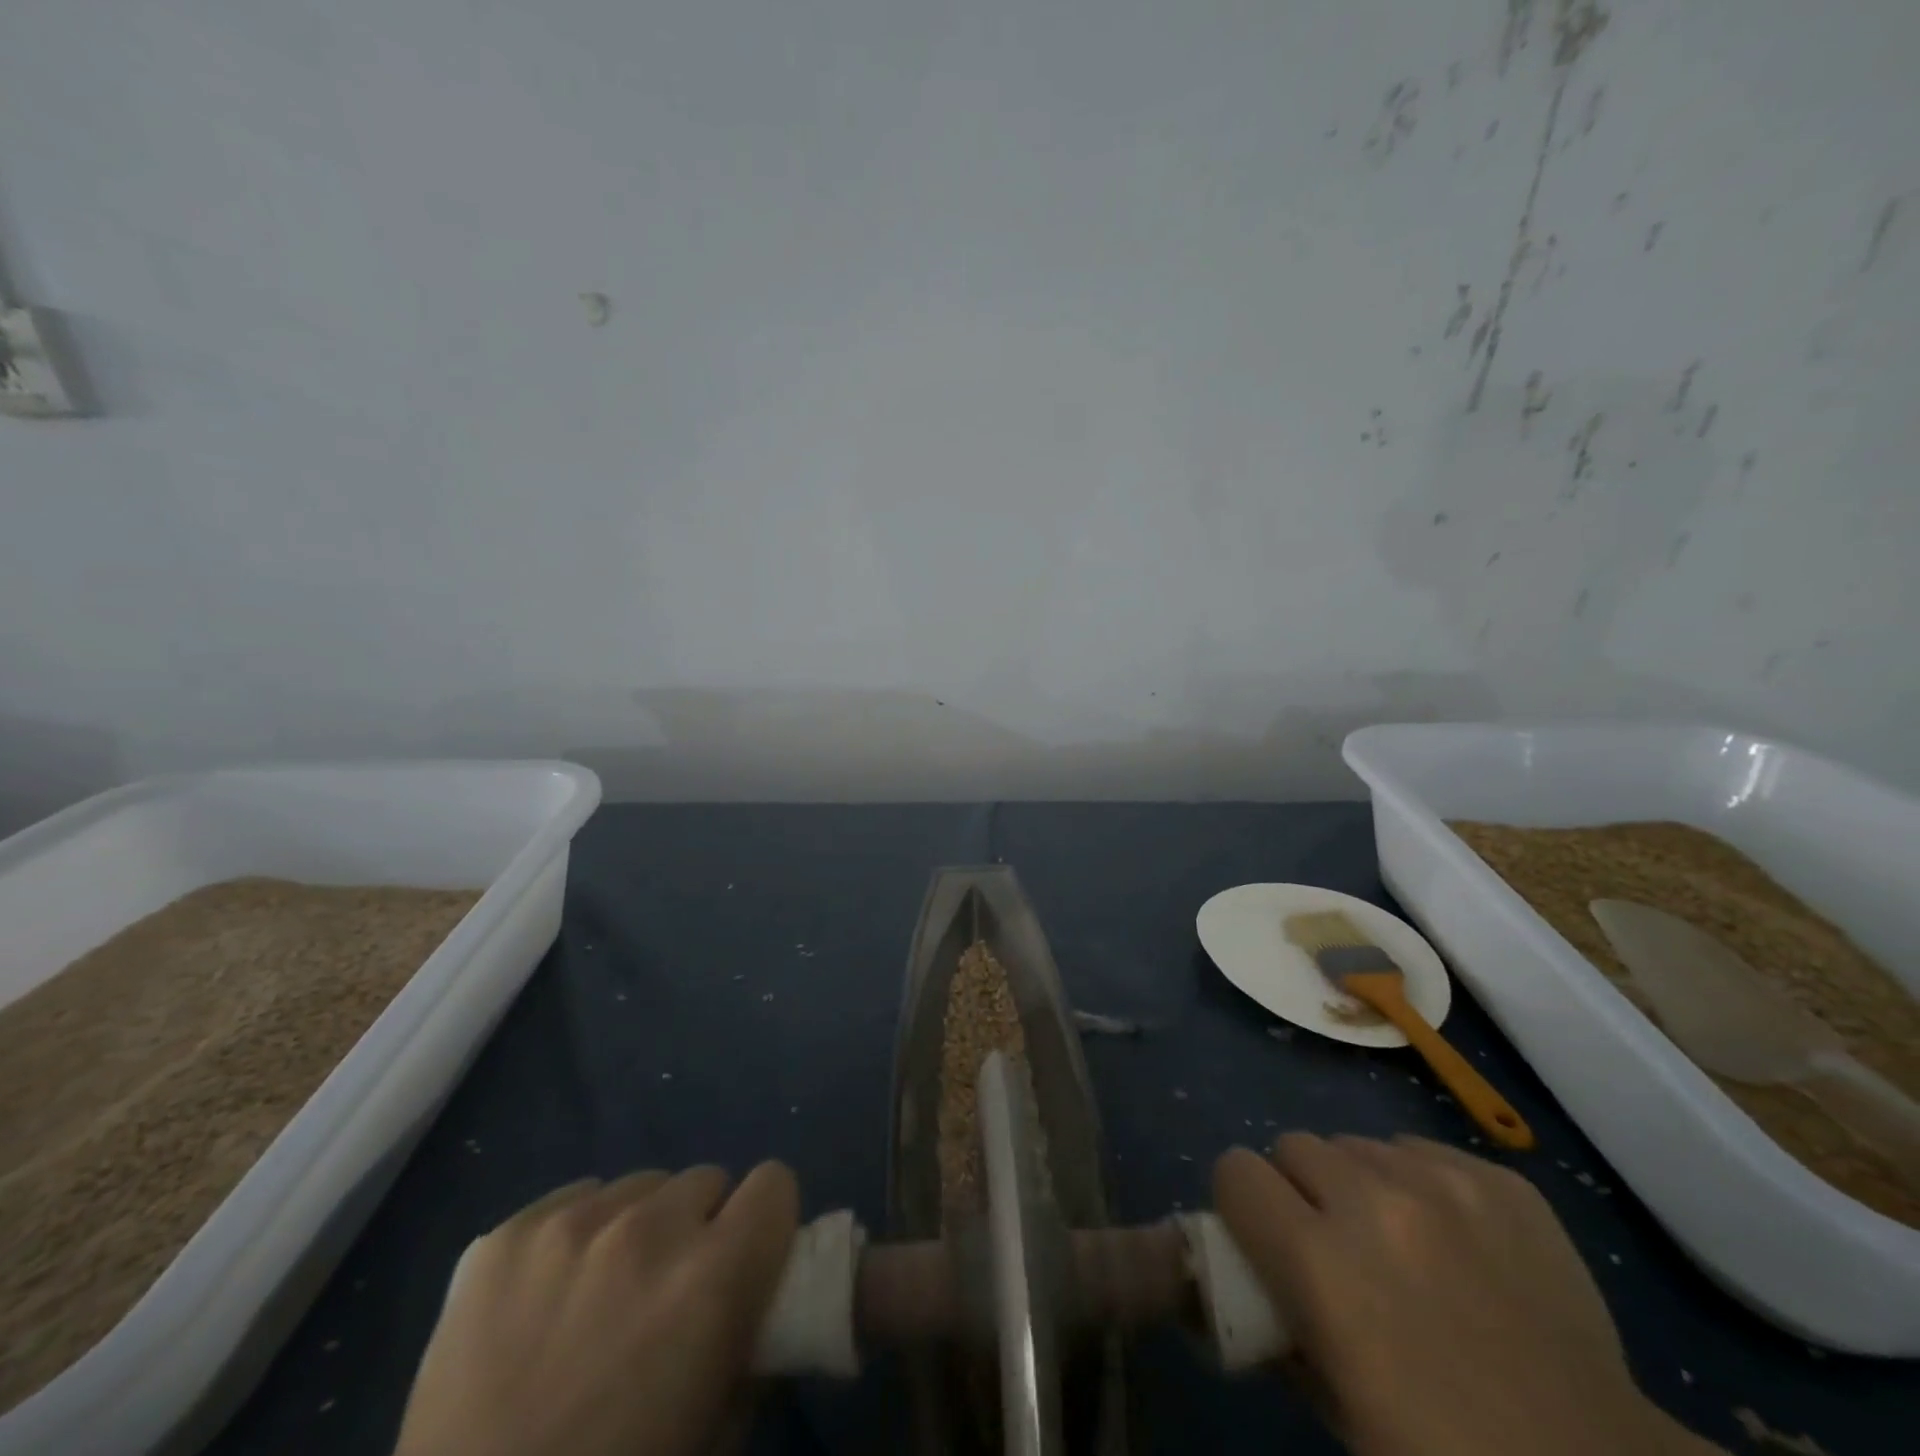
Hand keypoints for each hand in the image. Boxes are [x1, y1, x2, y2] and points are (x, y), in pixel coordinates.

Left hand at [394, 1162, 798, 1455]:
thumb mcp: (716, 1436)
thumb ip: (753, 1351)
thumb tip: (760, 1304)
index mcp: (712, 1277)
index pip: (774, 1183)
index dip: (766, 1220)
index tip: (748, 1256)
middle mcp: (648, 1229)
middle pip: (706, 1179)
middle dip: (699, 1227)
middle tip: (668, 1291)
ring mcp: (570, 1226)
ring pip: (640, 1186)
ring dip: (638, 1227)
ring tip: (601, 1295)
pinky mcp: (505, 1236)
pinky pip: (574, 1198)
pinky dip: (576, 1234)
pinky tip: (547, 1296)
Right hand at [1214, 1135, 1717, 1455]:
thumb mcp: (1337, 1412)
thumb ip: (1278, 1332)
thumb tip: (1252, 1284)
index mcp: (1321, 1263)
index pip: (1235, 1171)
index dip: (1243, 1204)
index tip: (1264, 1236)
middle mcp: (1373, 1202)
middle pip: (1293, 1145)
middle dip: (1300, 1190)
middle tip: (1334, 1245)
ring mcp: (1444, 1184)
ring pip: (1357, 1144)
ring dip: (1359, 1184)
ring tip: (1401, 1245)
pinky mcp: (1500, 1181)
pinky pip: (1420, 1150)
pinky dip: (1419, 1184)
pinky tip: (1454, 1242)